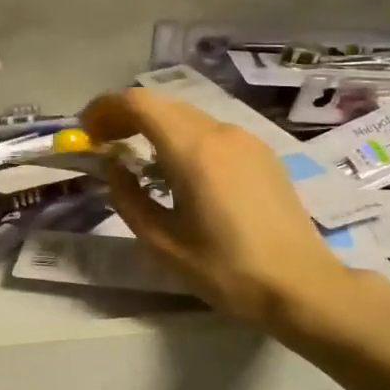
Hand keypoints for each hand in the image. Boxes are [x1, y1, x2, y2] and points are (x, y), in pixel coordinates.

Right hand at [80, 89, 389, 338]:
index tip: (86, 132)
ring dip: (155, 126)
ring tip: (136, 157)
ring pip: (187, 116)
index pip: (139, 104)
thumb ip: (128, 198)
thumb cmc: (227, 270)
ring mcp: (246, 140)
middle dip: (126, 116)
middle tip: (103, 144)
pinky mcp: (262, 153)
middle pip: (162, 105)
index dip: (105, 109)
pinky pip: (211, 132)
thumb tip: (112, 168)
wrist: (302, 286)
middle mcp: (220, 132)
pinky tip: (178, 169)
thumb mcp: (163, 242)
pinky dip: (182, 137)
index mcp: (193, 150)